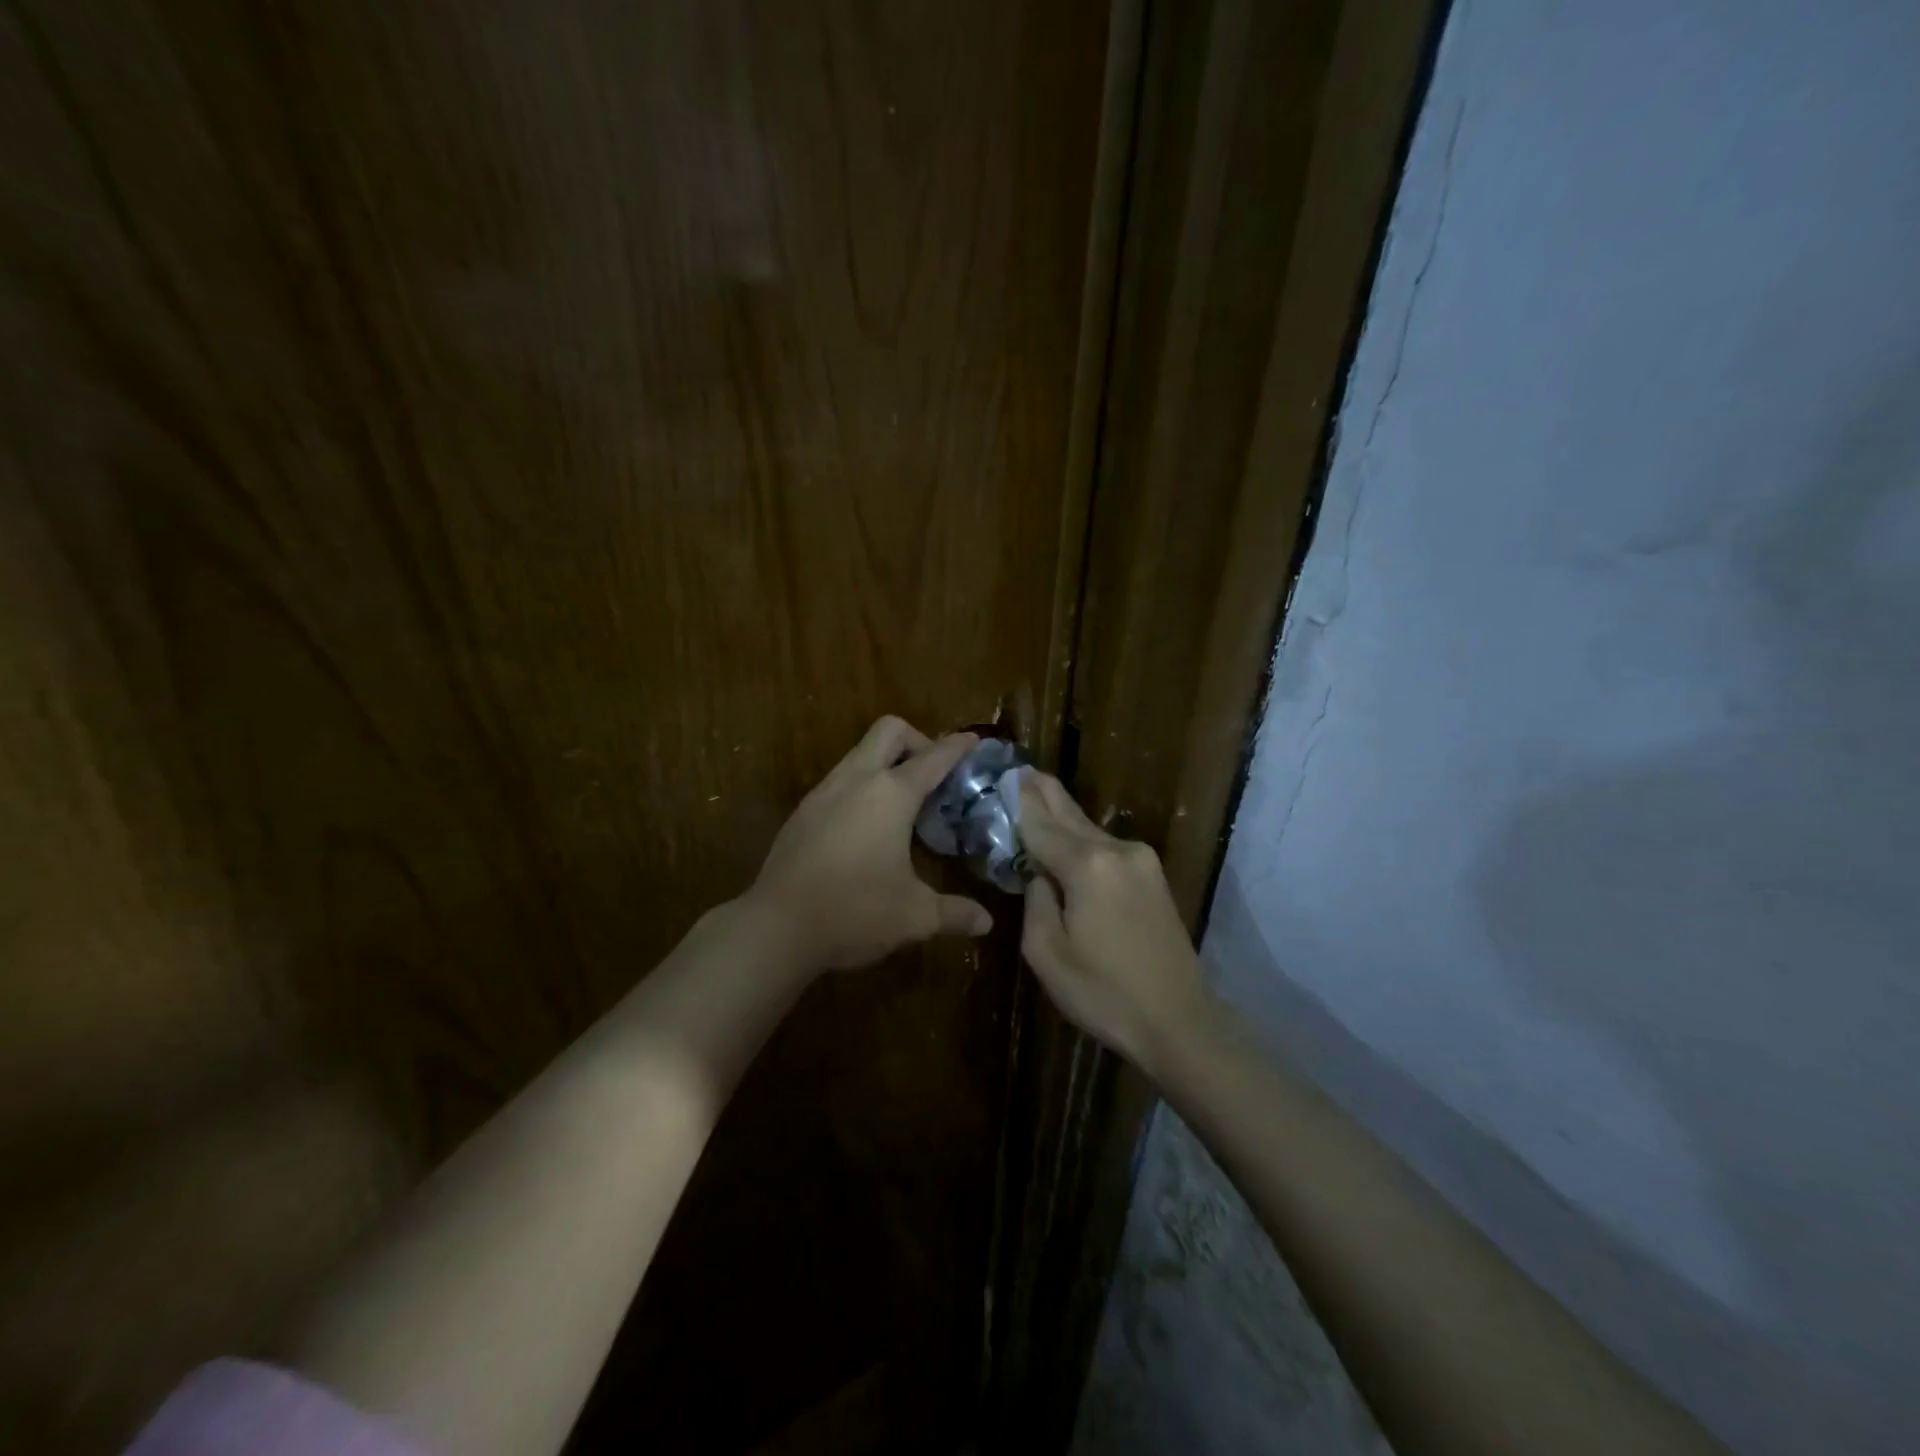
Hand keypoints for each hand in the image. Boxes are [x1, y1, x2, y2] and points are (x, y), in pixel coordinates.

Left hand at [746, 716, 994, 971]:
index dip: (958, 747)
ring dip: (886, 763)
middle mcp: (856, 780)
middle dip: (917, 741)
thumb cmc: (854, 912)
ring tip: (903, 806)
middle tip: (933, 777)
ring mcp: (824, 792)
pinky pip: (840, 779)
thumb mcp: (915, 916)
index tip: (974, 741)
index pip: (933, 757)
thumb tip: (986, 923)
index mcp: (891, 794)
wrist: (776, 928)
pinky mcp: (803, 811)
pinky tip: (867, 828)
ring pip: (860, 753)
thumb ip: (955, 913)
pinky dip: (862, 786)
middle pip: (889, 731)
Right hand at [1017, 770, 1210, 1072]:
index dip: (1020, 803)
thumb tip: (1040, 876)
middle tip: (1021, 769)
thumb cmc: (1104, 994)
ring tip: (1038, 791)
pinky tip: (1068, 833)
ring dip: (1063, 814)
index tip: (1004, 776)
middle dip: (1044, 792)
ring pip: (1090, 829)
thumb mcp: (1047, 954)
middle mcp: (1117, 851)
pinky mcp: (1154, 877)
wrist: (1180, 1022)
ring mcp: (1141, 861)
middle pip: (1070, 815)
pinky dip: (1083, 837)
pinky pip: (1107, 847)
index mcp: (1087, 867)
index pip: (1041, 826)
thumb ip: (1036, 902)